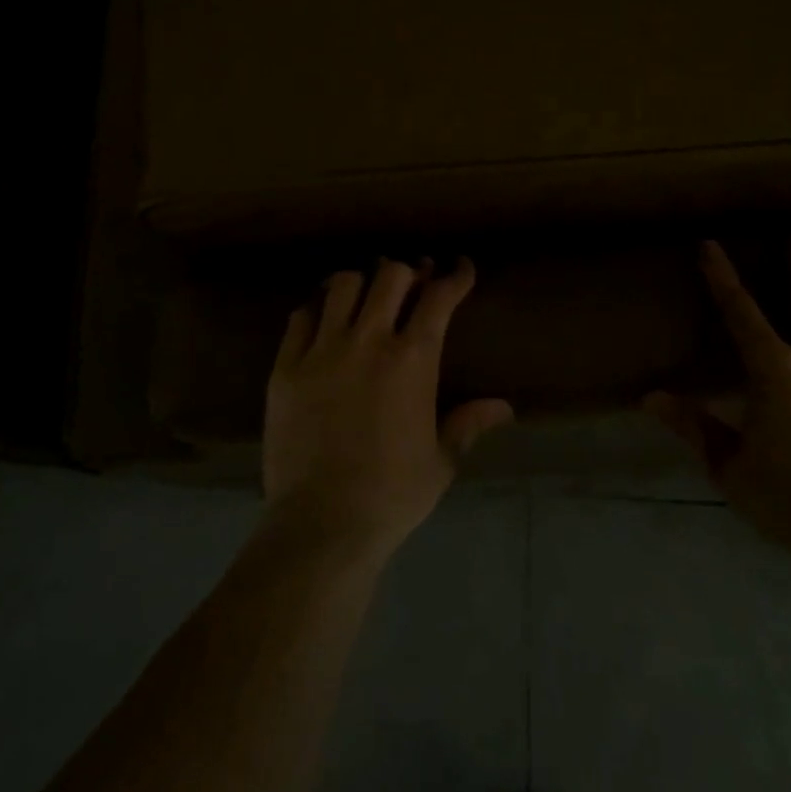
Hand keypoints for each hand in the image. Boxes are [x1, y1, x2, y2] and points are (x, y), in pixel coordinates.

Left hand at [263, 257, 512, 557]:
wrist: (322, 522)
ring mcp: (322, 350)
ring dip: (362, 282)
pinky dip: (318, 307)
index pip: (439, 298)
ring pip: (342, 285)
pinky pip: (301, 317)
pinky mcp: (286, 366)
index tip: (462, 268)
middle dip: (409, 272)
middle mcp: (367, 340)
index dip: (455, 276)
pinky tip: (325, 318)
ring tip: (368, 294)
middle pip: (390, 276)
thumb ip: (469, 423)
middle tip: (414, 282)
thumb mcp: (441, 460)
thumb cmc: (392, 494)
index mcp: (412, 360)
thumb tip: (504, 407)